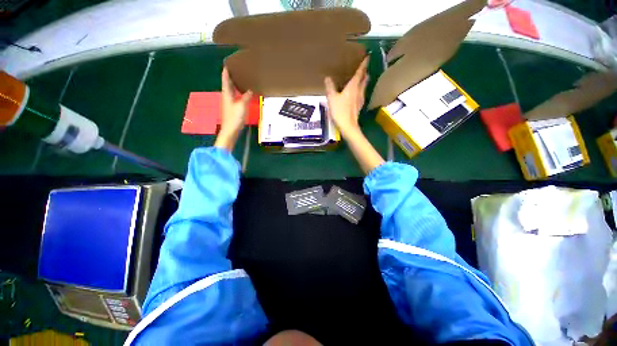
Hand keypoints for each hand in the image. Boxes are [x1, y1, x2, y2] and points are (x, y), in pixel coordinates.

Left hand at [215, 67, 252, 150]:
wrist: (231, 130)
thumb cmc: (235, 117)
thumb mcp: (242, 105)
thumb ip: (246, 96)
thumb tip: (251, 89)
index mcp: (227, 93)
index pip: (225, 79)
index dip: (227, 71)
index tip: (229, 63)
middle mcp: (227, 96)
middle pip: (228, 83)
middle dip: (232, 76)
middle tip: (238, 70)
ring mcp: (229, 102)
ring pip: (232, 90)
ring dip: (235, 84)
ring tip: (242, 79)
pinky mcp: (233, 107)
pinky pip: (236, 96)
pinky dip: (239, 92)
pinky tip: (244, 93)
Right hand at [324, 56, 368, 137]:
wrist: (348, 126)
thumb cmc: (340, 111)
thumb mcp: (332, 98)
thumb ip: (330, 87)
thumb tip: (328, 78)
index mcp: (353, 87)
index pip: (359, 73)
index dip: (363, 65)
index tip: (367, 57)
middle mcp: (358, 92)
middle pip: (364, 80)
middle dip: (365, 73)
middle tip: (364, 69)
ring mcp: (360, 100)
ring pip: (364, 88)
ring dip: (364, 82)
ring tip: (362, 79)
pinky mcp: (359, 107)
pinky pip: (361, 96)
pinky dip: (360, 91)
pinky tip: (358, 94)